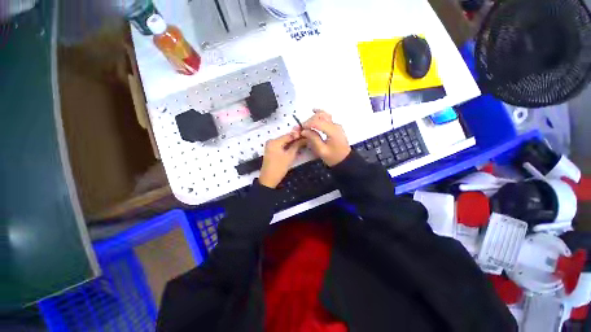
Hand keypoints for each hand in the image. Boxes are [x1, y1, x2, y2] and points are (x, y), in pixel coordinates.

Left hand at [259, 132, 305, 188]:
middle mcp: (271, 141)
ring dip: (292, 144)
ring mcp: (270, 146)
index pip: (289, 135)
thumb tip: (304, 138)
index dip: (298, 135)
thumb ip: (297, 145)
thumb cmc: (279, 167)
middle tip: (306, 141)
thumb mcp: (290, 156)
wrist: (268, 179)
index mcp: (274, 141)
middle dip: (296, 140)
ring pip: (284, 142)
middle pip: (286, 138)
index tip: (307, 136)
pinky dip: (287, 147)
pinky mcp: (271, 151)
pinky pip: (281, 146)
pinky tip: (294, 149)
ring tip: (302, 145)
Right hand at [300, 109, 350, 166]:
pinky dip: (320, 114)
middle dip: (309, 121)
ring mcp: (336, 125)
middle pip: (320, 117)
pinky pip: (327, 117)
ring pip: (323, 115)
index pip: (318, 122)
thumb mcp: (322, 151)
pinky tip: (314, 110)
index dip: (307, 124)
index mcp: (332, 131)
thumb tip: (304, 131)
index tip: (300, 129)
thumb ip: (313, 139)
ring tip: (306, 124)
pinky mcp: (336, 126)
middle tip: (302, 128)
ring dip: (313, 117)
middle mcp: (335, 125)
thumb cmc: (333, 157)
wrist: (345, 160)